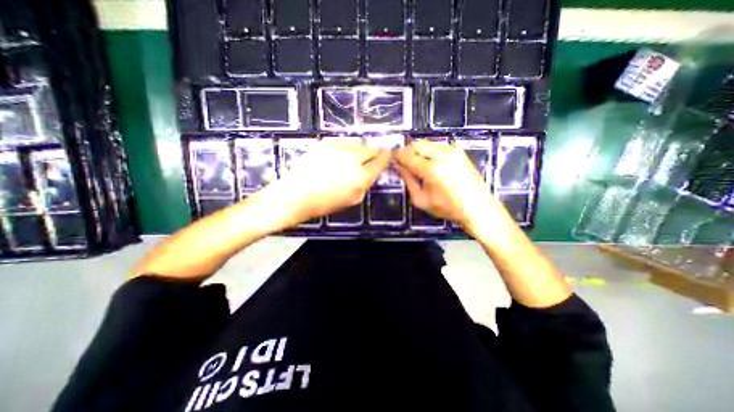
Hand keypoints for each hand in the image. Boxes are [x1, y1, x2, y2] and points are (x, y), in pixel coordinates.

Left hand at [261, 138, 391, 228]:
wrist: (296, 195)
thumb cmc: (326, 203)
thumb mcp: (353, 199)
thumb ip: (366, 183)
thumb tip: (371, 172)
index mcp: (362, 176)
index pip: (381, 161)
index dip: (386, 157)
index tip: (387, 155)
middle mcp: (353, 158)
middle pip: (371, 148)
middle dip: (374, 152)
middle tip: (371, 157)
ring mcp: (339, 148)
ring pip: (357, 142)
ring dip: (360, 148)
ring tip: (354, 156)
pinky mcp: (326, 142)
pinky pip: (343, 140)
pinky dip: (346, 146)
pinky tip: (341, 154)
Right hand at [396, 139, 511, 238]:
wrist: (477, 207)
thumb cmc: (447, 208)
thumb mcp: (421, 199)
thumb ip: (407, 179)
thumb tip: (397, 166)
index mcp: (432, 169)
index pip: (407, 156)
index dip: (396, 155)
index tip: (391, 159)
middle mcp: (442, 154)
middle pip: (416, 145)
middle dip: (406, 151)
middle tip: (401, 162)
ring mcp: (452, 150)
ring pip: (426, 143)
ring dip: (416, 151)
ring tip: (413, 163)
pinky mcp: (458, 150)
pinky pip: (436, 145)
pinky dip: (427, 151)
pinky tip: (427, 162)